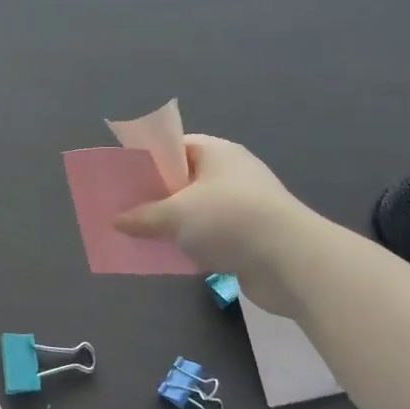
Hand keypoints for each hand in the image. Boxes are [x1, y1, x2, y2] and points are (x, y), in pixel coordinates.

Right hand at [115, 136, 317, 298]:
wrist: (291, 261)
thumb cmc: (229, 219)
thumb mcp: (176, 215)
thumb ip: (143, 216)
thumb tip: (117, 220)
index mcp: (216, 152)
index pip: (174, 147)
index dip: (147, 160)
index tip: (122, 177)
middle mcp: (231, 173)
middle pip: (183, 179)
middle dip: (155, 195)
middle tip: (124, 209)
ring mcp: (243, 205)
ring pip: (196, 210)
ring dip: (173, 223)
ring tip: (140, 236)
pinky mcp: (250, 236)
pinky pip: (211, 235)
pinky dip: (191, 244)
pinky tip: (170, 256)